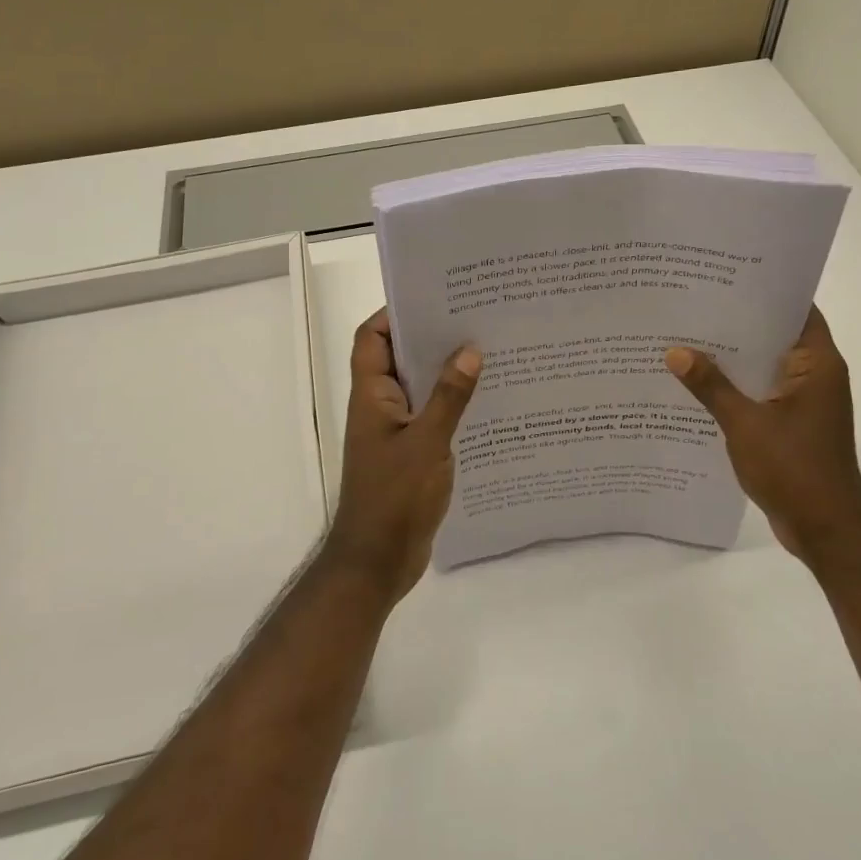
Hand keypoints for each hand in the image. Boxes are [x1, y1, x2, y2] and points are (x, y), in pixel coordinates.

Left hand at [324, 309, 480, 601]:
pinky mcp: (410, 454)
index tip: (433, 297)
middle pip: (399, 358)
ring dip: (445, 373)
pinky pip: (431, 417)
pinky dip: (452, 406)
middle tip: (473, 319)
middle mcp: (380, 407)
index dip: (394, 313)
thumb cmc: (394, 497)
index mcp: (371, 395)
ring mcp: (394, 432)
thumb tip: (469, 349)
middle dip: (430, 338)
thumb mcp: (427, 442)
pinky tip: (487, 402)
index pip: (372, 338)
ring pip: (419, 388)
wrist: (377, 562)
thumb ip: (449, 396)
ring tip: (488, 353)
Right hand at [665, 306, 860, 558]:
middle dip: (738, 322)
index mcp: (817, 364)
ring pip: (765, 365)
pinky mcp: (793, 423)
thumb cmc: (794, 469)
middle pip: (776, 335)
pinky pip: (761, 391)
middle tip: (693, 304)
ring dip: (734, 357)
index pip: (795, 310)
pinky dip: (737, 385)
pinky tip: (699, 383)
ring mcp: (804, 401)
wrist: (826, 529)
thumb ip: (710, 386)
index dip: (764, 291)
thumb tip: (675, 351)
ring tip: (687, 337)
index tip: (724, 276)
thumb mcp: (745, 424)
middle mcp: (815, 376)